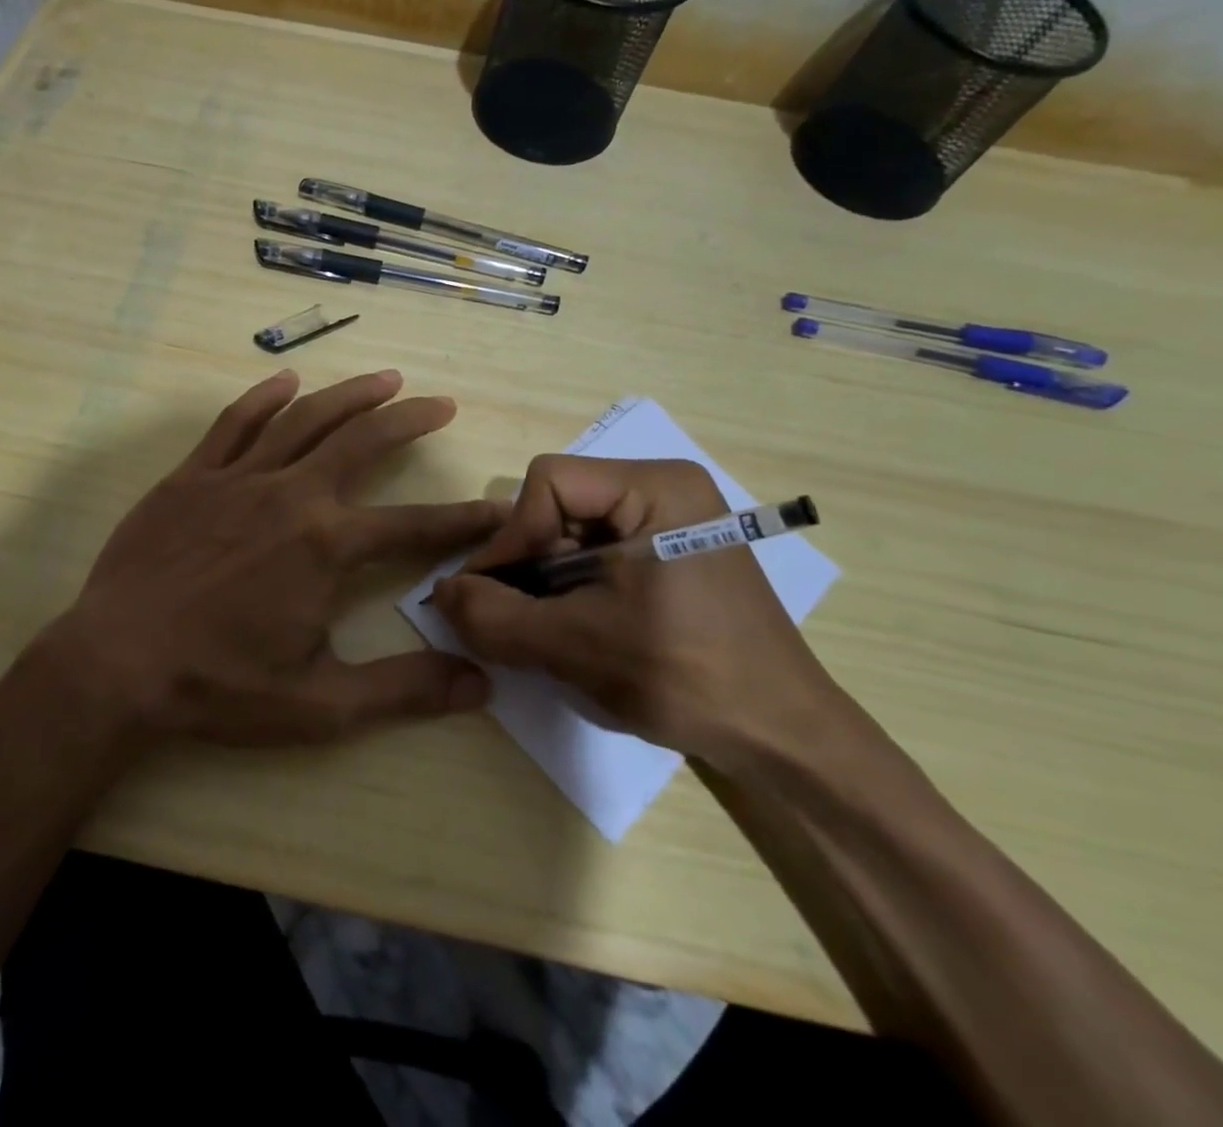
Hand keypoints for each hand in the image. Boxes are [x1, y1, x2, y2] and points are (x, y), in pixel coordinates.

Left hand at [42, 369, 503, 745]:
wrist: (115, 664)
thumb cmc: (218, 686)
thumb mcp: (320, 705)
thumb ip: (403, 690)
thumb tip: (480, 685)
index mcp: (326, 546)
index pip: (414, 526)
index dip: (463, 520)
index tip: (496, 508)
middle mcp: (291, 496)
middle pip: (363, 442)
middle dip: (409, 421)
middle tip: (442, 405)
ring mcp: (238, 478)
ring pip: (305, 419)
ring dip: (351, 395)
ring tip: (387, 378)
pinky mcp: (192, 476)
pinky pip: (234, 423)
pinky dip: (264, 397)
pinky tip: (287, 381)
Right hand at [430, 456, 840, 766]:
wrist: (782, 739)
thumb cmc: (686, 677)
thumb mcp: (576, 646)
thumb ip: (496, 617)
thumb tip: (440, 593)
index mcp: (657, 487)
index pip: (550, 483)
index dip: (511, 537)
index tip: (489, 595)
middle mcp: (665, 489)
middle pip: (559, 505)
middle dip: (527, 563)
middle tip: (510, 617)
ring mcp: (671, 522)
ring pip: (572, 532)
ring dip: (544, 581)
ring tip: (539, 631)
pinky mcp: (671, 554)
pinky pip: (597, 554)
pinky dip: (570, 589)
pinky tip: (570, 629)